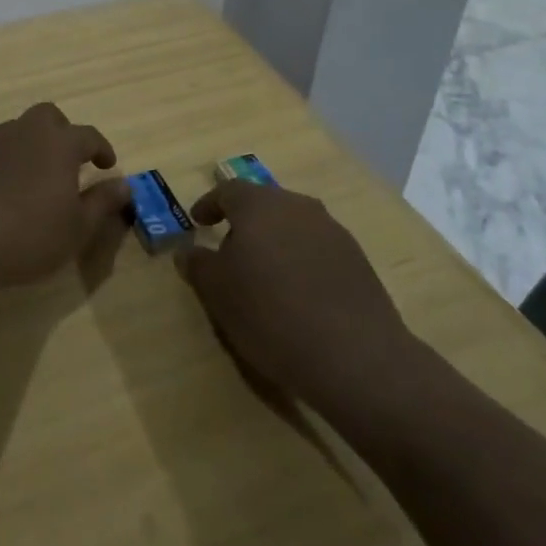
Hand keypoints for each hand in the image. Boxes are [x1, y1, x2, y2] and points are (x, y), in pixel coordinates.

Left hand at [0, 103, 130, 286]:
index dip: (101, 148)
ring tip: (26, 173)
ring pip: (11, 129)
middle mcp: (24, 133)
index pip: (89, 135)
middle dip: (60, 131)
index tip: (107, 165)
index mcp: (59, 145)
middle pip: (47, 116)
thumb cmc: (28, 237)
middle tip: (65, 159)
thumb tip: (124, 184)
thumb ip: (102, 203)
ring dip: (23, 144)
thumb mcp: (77, 229)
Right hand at [178, 180, 413, 415]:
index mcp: (259, 205)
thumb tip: (187, 251)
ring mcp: (332, 230)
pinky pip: (317, 248)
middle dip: (244, 222)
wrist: (353, 355)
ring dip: (275, 240)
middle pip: (264, 204)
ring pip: (293, 225)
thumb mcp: (218, 293)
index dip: (210, 204)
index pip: (228, 191)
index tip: (198, 221)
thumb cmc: (269, 314)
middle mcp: (298, 206)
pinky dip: (300, 260)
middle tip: (229, 248)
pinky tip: (297, 291)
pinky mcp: (357, 259)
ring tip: (263, 273)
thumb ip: (198, 265)